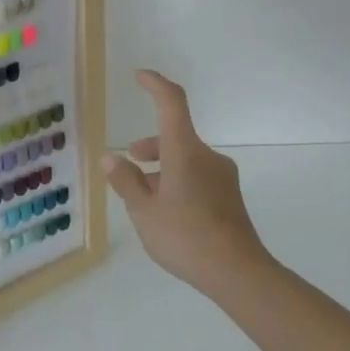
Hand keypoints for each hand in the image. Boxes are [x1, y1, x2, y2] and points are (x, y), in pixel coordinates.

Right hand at [102, 69, 274, 300]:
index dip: (156, 84)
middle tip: (129, 162)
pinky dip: (177, 182)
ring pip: (185, 159)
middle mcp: (207, 157)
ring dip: (162, 168)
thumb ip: (125, 181)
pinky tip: (166, 212)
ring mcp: (222, 178)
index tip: (139, 76)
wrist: (239, 274)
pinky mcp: (230, 198)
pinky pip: (197, 177)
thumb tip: (110, 158)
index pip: (172, 103)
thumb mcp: (144, 210)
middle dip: (150, 146)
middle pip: (175, 136)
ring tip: (142, 196)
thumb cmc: (185, 236)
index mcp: (185, 151)